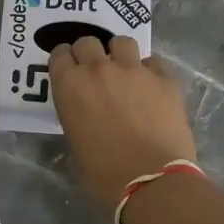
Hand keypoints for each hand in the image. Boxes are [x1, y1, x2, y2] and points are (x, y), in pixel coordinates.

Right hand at [49, 36, 195, 209]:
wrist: (151, 182)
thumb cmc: (104, 174)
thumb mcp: (74, 144)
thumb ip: (74, 117)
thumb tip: (83, 114)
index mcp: (70, 86)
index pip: (59, 54)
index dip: (64, 61)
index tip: (68, 70)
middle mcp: (99, 69)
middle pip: (88, 42)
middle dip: (89, 53)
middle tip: (95, 72)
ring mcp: (133, 70)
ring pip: (122, 42)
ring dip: (119, 54)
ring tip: (125, 72)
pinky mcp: (164, 79)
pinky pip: (153, 62)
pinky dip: (150, 71)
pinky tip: (151, 87)